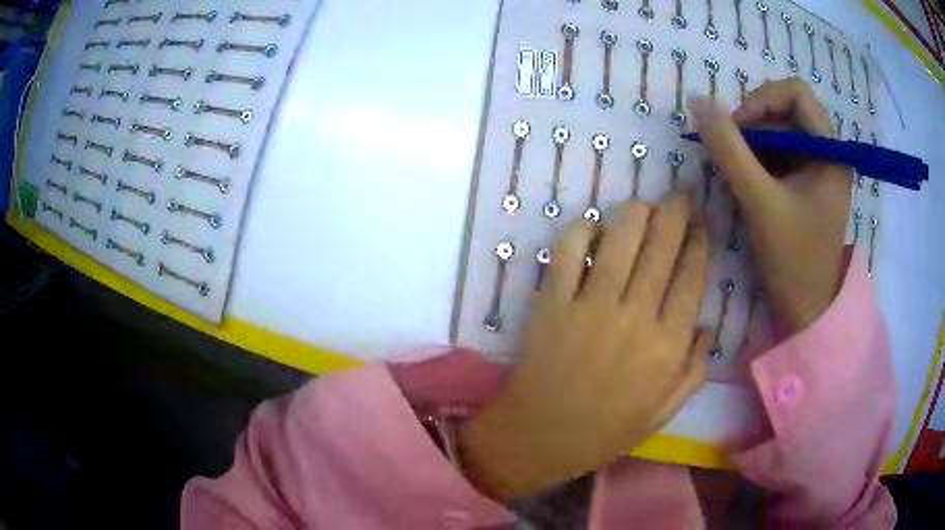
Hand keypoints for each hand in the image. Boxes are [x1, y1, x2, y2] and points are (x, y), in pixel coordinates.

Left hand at [460, 192, 709, 499]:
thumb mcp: (663, 413)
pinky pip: (569, 253)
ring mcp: (591, 305)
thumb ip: (694, 371)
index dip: (700, 241)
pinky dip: (581, 232)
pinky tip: (593, 227)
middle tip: (681, 193)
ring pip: (621, 239)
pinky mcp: (553, 302)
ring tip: (646, 204)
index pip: (692, 275)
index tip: (702, 222)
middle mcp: (636, 316)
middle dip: (676, 211)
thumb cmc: (605, 431)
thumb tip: (706, 327)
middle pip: (663, 246)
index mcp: (668, 345)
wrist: (541, 437)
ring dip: (637, 213)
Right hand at [688, 78, 850, 333]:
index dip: (763, 99)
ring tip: (737, 173)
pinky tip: (748, 182)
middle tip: (731, 151)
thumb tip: (698, 101)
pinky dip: (759, 160)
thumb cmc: (793, 259)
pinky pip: (780, 154)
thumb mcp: (760, 201)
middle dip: (755, 125)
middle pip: (786, 111)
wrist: (805, 309)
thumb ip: (729, 149)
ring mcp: (818, 168)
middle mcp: (828, 152)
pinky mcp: (808, 183)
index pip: (797, 93)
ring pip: (780, 132)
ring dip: (753, 144)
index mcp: (831, 150)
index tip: (738, 126)